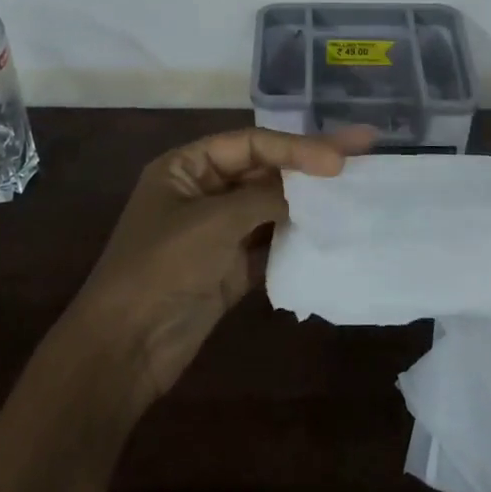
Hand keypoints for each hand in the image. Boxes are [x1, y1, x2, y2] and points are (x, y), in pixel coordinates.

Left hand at [67, 126, 372, 414]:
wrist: (127, 347)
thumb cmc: (162, 268)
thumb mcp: (213, 221)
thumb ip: (264, 197)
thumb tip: (305, 189)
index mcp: (186, 167)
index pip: (251, 144)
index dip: (296, 147)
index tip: (339, 160)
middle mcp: (203, 192)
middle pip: (265, 170)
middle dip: (310, 164)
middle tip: (363, 149)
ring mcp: (219, 231)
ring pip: (272, 205)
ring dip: (308, 200)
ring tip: (355, 189)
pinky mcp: (231, 267)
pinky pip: (271, 242)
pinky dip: (297, 237)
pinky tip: (331, 231)